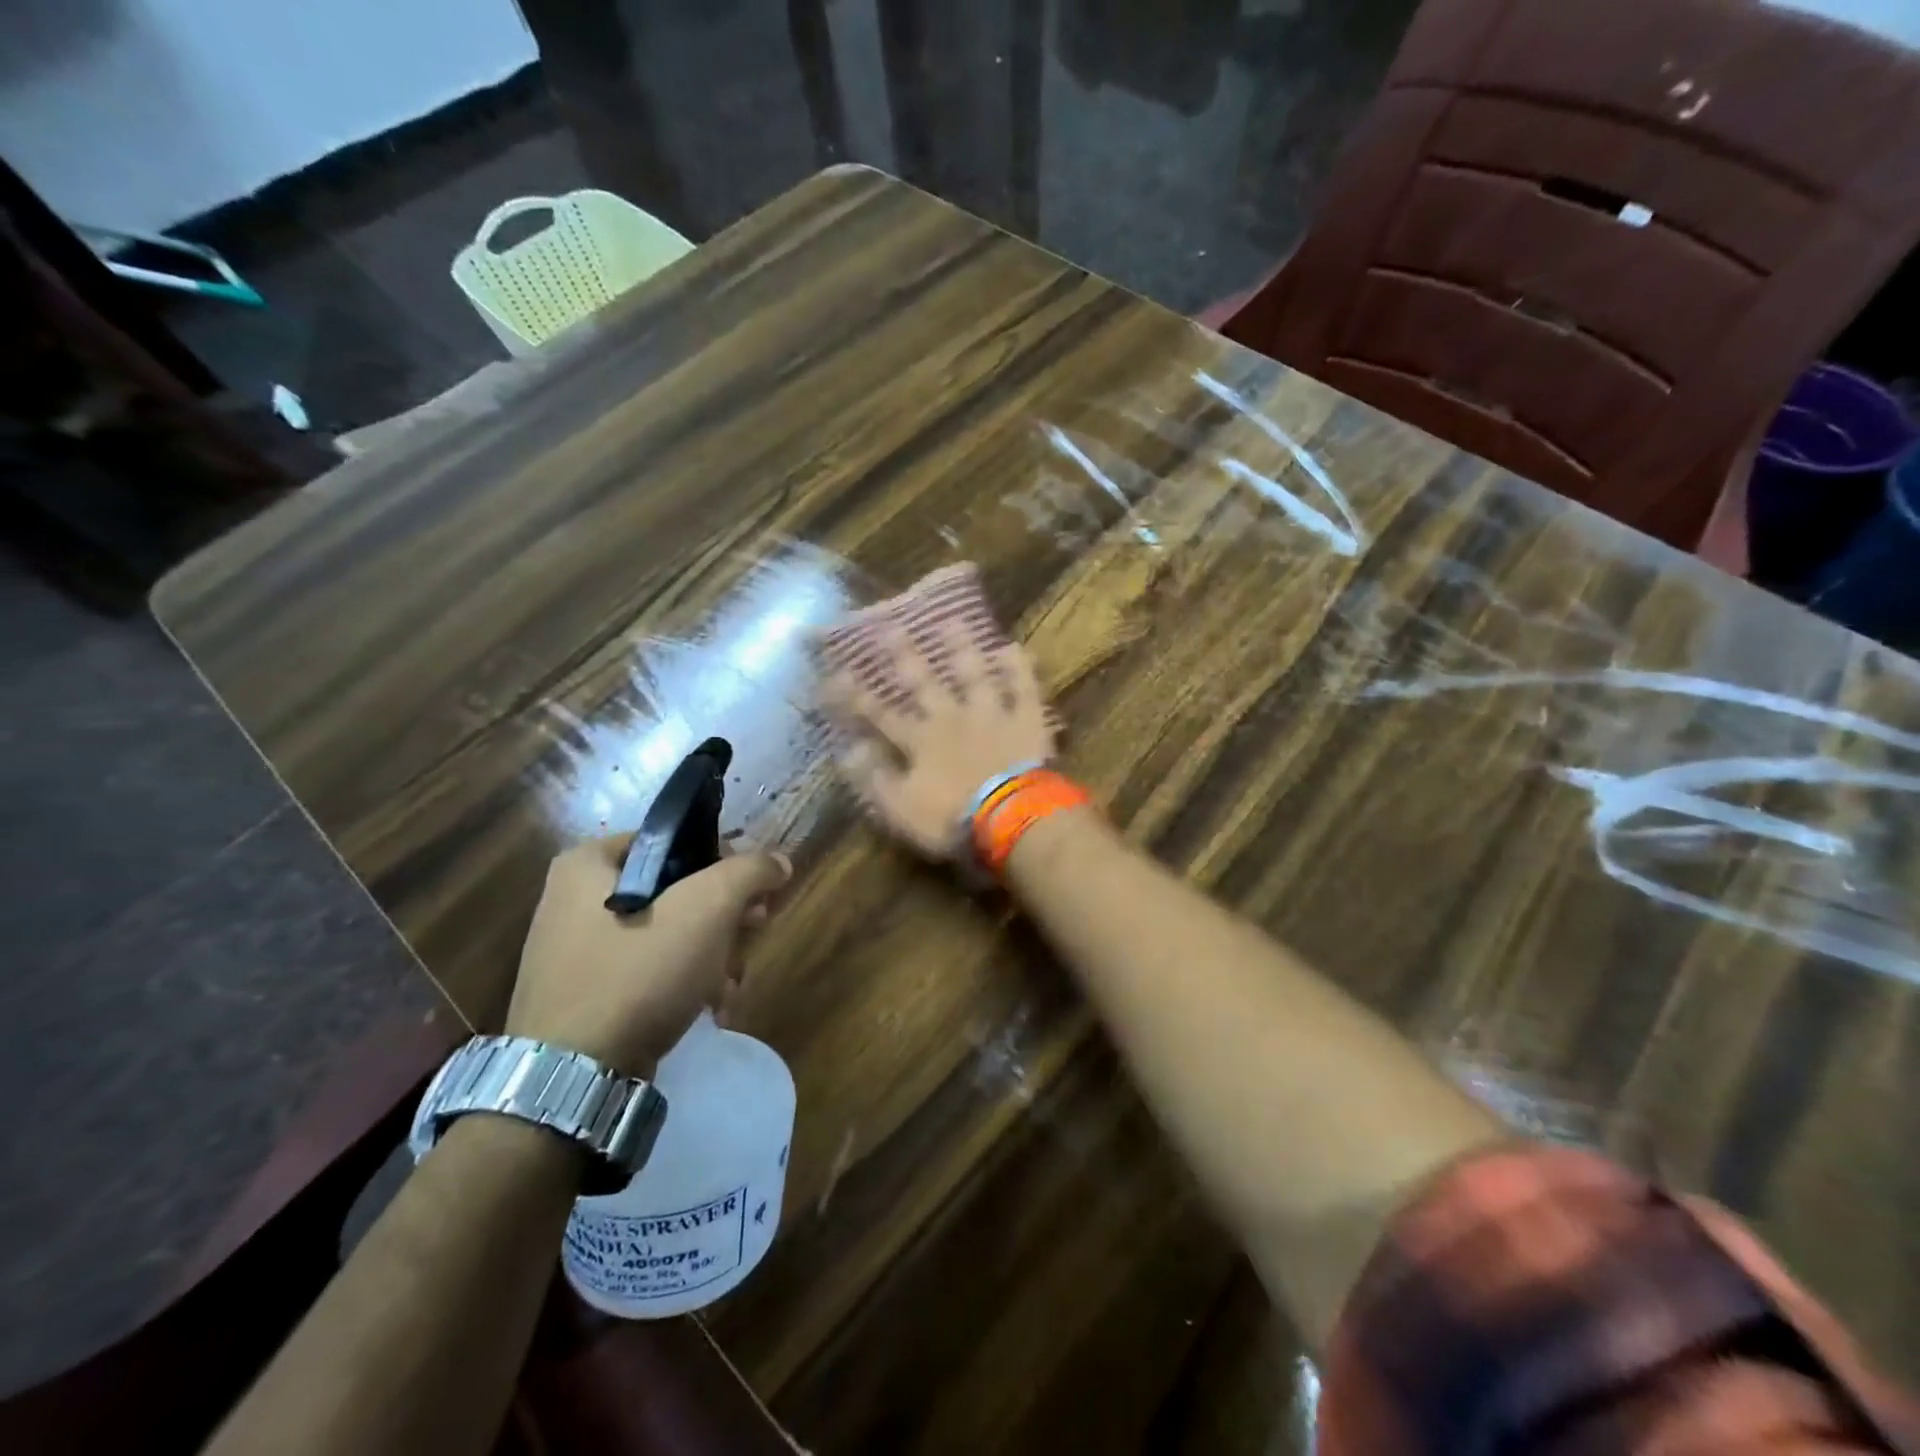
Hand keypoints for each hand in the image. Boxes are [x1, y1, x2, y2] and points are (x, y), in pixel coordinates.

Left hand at [506, 838, 790, 1074]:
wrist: (573, 1081)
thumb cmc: (638, 973)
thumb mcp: (707, 907)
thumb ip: (749, 872)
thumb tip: (778, 862)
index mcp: (587, 865)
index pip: (674, 840)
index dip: (723, 860)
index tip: (752, 891)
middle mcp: (572, 901)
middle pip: (675, 890)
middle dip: (723, 918)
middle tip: (752, 932)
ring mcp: (575, 953)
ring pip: (667, 934)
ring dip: (711, 956)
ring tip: (730, 985)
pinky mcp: (584, 997)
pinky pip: (646, 972)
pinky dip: (682, 984)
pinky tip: (710, 1008)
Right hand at [821, 627, 1056, 859]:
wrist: (1011, 818)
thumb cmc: (952, 819)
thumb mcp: (901, 808)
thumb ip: (874, 778)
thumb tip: (848, 750)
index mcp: (920, 741)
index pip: (880, 714)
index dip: (857, 695)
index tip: (836, 672)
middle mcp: (951, 717)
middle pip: (924, 682)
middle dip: (904, 655)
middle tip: (890, 626)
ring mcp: (991, 715)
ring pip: (974, 675)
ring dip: (962, 649)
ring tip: (953, 622)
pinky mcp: (1026, 720)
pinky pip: (1023, 689)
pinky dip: (1019, 669)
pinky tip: (1014, 647)